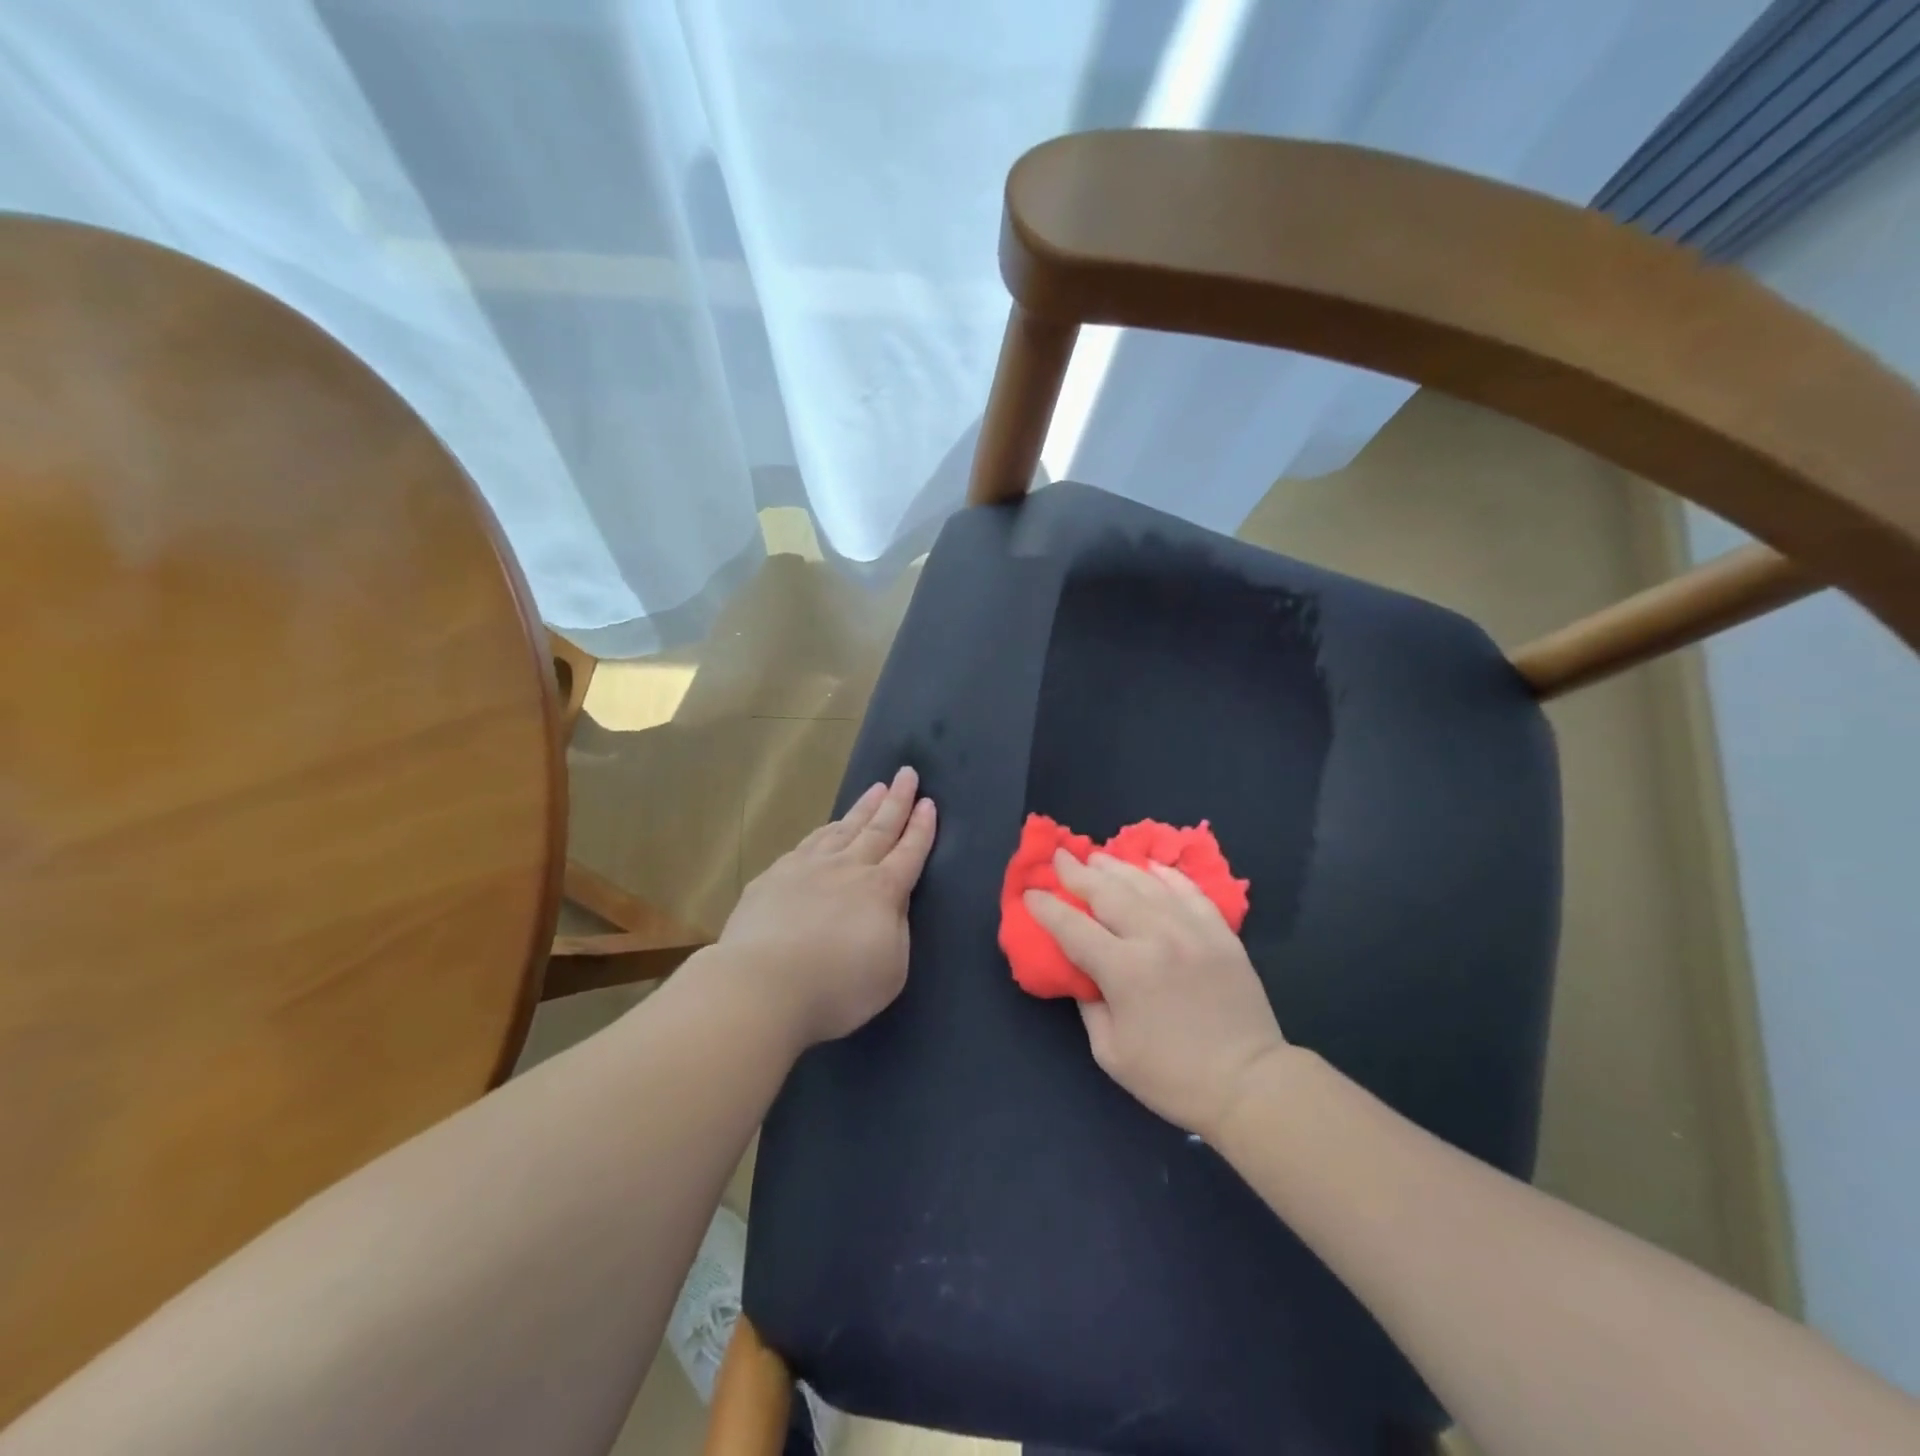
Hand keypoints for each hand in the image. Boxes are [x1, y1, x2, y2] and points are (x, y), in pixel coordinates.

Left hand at [719, 766, 936, 1046]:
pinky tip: (828, 826)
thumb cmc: (836, 988)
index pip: (909, 852)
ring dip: (863, 808)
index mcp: (882, 891)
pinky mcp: (775, 876)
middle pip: (878, 828)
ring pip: (843, 828)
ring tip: (876, 788)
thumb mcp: (890, 969)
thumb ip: (896, 930)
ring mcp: (808, 867)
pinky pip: (809, 843)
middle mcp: (848, 869)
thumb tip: (891, 904)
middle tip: (907, 774)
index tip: (929, 802)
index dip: (921, 827)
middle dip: (897, 800)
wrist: (762, 985)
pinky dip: (825, 830)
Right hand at [1026, 851, 1286, 1138]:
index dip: (1047, 908)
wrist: (1249, 1084)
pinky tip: (1151, 867)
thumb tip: (1081, 972)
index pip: (1073, 927)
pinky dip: (1167, 876)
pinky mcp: (1221, 933)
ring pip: (1146, 884)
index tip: (1031, 893)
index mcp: (1124, 970)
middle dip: (1078, 873)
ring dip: (1117, 867)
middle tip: (1060, 857)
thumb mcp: (1111, 1052)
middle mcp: (1156, 938)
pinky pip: (1189, 891)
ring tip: (1097, 856)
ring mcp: (1192, 930)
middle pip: (1108, 893)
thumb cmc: (1173, 1077)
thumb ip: (1089, 1004)